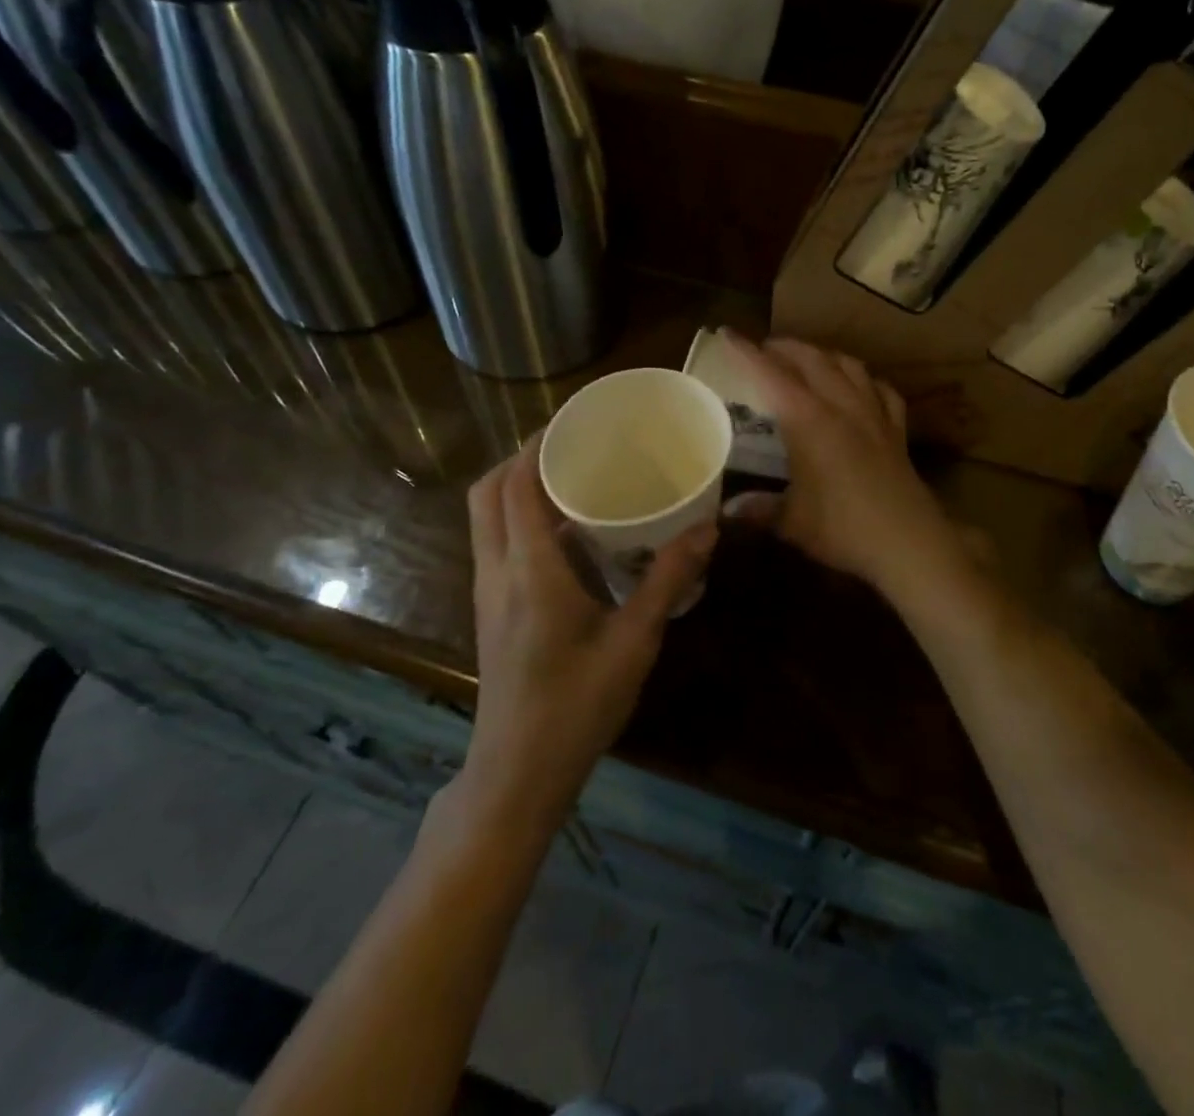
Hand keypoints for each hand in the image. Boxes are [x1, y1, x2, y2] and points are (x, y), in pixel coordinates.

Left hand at [458, 438, 715, 831]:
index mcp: (529, 571)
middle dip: (520, 458)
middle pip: (488, 492)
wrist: (518, 773)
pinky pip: (496, 543)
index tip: (573, 421)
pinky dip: (518, 518)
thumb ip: (668, 580)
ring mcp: (487, 592)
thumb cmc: (577, 707)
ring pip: (486, 518)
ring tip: (570, 477)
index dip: (536, 445)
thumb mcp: (634, 642)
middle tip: (571, 446)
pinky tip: (566, 534)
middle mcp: (498, 571)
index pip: (516, 485)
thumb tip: (707, 528)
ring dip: (516, 487)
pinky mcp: (490, 609)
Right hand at [720, 333, 965, 594]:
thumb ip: (759, 510)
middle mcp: (842, 406)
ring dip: (825, 355)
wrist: (908, 543)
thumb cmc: (843, 529)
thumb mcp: (792, 523)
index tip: (729, 334)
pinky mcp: (897, 431)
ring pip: (849, 366)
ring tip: (810, 360)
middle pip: (812, 359)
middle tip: (766, 349)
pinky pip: (882, 391)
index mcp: (808, 421)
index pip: (771, 375)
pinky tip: (862, 386)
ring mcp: (874, 415)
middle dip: (786, 347)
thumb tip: (726, 512)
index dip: (748, 353)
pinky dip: (866, 381)